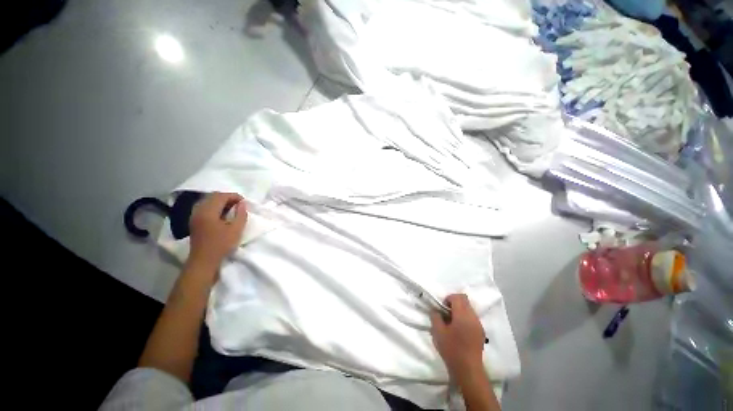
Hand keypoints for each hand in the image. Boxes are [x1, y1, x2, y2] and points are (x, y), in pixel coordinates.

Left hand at [188, 192, 247, 268]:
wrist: (204, 261)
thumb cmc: (221, 245)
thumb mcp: (236, 229)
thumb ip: (241, 214)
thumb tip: (242, 203)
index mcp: (208, 211)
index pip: (221, 196)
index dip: (235, 196)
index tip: (244, 202)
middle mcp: (199, 210)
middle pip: (213, 196)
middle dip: (228, 198)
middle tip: (239, 205)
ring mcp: (195, 215)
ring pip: (209, 201)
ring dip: (221, 202)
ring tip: (232, 209)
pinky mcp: (195, 221)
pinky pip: (205, 207)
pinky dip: (215, 207)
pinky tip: (223, 215)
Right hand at [430, 294, 485, 377]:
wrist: (468, 370)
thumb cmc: (452, 349)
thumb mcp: (438, 332)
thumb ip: (435, 317)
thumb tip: (435, 310)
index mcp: (463, 315)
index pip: (458, 297)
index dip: (448, 298)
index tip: (442, 308)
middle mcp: (473, 317)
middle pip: (465, 301)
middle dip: (454, 303)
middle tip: (446, 314)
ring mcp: (478, 324)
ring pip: (469, 309)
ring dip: (460, 311)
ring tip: (452, 323)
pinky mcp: (481, 332)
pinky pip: (472, 318)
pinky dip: (465, 318)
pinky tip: (459, 330)